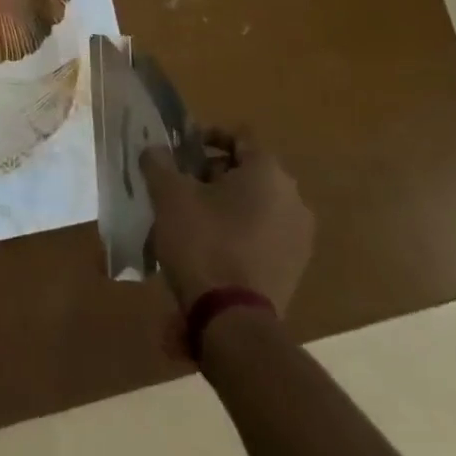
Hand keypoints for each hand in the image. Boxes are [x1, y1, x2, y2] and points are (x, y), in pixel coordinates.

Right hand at [140, 131, 312, 314]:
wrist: (233, 319)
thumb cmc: (203, 242)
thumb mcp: (168, 194)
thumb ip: (159, 162)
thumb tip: (156, 150)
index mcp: (268, 173)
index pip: (240, 136)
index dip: (207, 136)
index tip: (181, 150)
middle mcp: (293, 198)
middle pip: (248, 170)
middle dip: (213, 171)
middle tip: (180, 183)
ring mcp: (299, 236)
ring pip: (257, 203)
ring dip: (226, 202)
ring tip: (191, 216)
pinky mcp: (295, 267)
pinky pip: (264, 232)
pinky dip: (240, 229)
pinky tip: (210, 244)